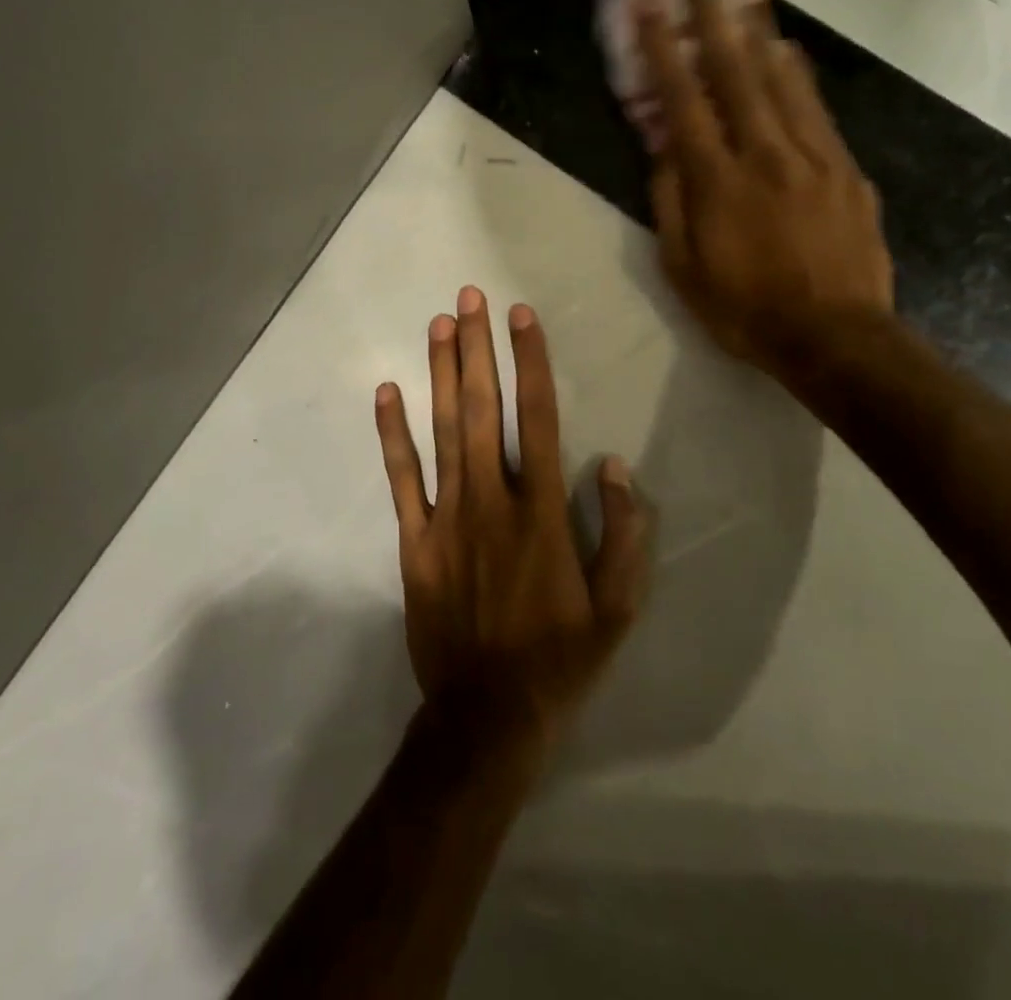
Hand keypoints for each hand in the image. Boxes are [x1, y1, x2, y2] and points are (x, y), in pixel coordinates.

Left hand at [374, 287, 649, 763]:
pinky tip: (386, 392)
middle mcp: (492, 500)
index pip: (540, 418)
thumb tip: (614, 467)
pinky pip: (402, 478)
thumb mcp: (617, 607)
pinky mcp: (415, 540)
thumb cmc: (560, 658)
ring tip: (439, 324)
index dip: (532, 362)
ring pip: (443, 430)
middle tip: (470, 297)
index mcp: (542, 512)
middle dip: (478, 348)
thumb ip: (624, 534)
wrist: (487, 714)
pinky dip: (392, 434)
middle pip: (484, 408)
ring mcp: (447, 517)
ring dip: (442, 373)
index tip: (522, 316)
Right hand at [637, 0, 894, 379]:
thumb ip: (670, 202)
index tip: (649, 1)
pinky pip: (816, 108)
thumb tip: (663, 148)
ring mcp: (812, 157)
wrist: (836, 338)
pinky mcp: (845, 169)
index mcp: (717, 182)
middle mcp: (764, 154)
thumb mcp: (683, 268)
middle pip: (734, 70)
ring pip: (780, 79)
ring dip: (756, 27)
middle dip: (711, 12)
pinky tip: (785, 48)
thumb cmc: (745, 310)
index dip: (662, 47)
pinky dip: (796, 72)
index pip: (682, 100)